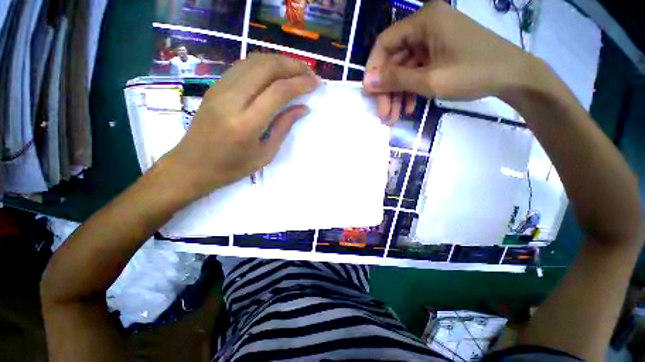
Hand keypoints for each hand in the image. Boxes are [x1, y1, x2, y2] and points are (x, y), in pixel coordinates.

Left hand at [165, 53, 319, 198]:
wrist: (191, 166)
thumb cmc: (231, 167)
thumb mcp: (265, 154)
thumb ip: (284, 127)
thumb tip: (303, 108)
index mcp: (246, 124)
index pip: (278, 91)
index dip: (300, 83)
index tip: (316, 83)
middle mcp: (231, 100)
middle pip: (266, 68)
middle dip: (293, 66)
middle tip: (310, 73)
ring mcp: (219, 89)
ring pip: (253, 61)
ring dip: (279, 61)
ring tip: (296, 70)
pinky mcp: (215, 87)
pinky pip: (243, 66)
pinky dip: (263, 64)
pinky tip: (275, 72)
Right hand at [363, 1, 536, 122]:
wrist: (513, 77)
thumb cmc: (473, 73)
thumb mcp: (430, 80)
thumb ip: (396, 80)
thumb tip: (367, 83)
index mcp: (423, 21)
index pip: (384, 43)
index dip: (374, 70)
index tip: (370, 94)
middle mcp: (425, 26)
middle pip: (394, 60)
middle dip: (387, 90)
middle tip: (384, 114)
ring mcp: (433, 40)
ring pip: (404, 69)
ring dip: (398, 94)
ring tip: (394, 117)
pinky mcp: (438, 52)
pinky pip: (417, 71)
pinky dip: (411, 90)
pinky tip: (410, 107)